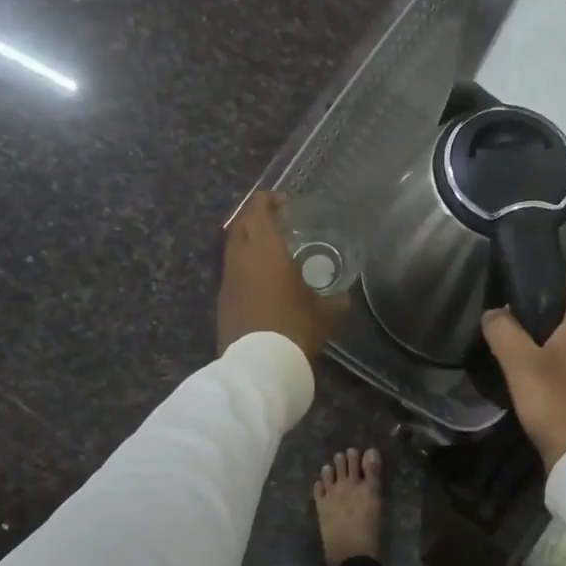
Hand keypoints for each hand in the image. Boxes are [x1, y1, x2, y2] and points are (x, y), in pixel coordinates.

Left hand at [218, 192, 347, 358]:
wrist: (260, 365)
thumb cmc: (295, 328)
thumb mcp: (326, 313)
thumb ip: (336, 299)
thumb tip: (343, 296)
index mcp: (266, 250)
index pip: (258, 210)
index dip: (267, 200)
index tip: (283, 202)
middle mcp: (241, 258)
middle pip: (240, 224)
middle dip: (255, 217)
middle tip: (276, 221)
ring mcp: (228, 280)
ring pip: (232, 248)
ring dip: (247, 242)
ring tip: (269, 250)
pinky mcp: (222, 300)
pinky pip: (232, 272)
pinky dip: (244, 266)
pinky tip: (261, 280)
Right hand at [481, 287, 565, 472]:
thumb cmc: (554, 400)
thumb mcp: (519, 363)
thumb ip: (502, 330)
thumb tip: (493, 313)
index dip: (540, 285)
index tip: (511, 293)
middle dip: (537, 314)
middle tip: (505, 322)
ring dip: (543, 339)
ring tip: (512, 346)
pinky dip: (553, 359)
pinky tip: (530, 372)